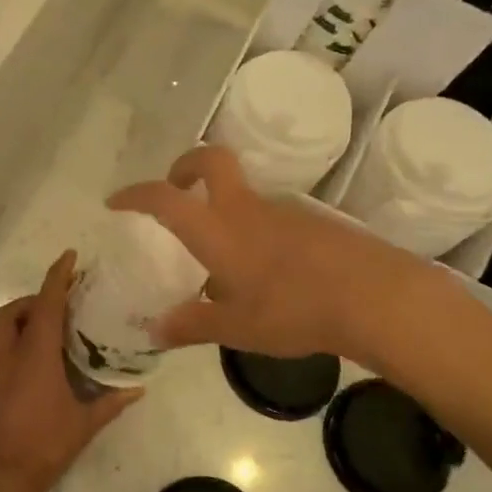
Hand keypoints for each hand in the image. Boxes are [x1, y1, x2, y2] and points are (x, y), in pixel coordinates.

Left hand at [0, 251, 141, 491]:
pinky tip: (19, 359)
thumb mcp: (84, 424)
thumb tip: (138, 389)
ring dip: (16, 320)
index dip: (57, 276)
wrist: (0, 477)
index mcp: (36, 354)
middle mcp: (6, 352)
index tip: (68, 257)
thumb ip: (111, 402)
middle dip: (34, 301)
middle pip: (15, 310)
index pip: (46, 303)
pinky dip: (3, 341)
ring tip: (37, 332)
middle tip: (56, 309)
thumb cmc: (46, 446)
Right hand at [108, 146, 480, 375]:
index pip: (164, 198)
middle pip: (211, 160)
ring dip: (223, 205)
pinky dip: (254, 228)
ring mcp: (283, 210)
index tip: (116, 201)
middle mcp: (246, 208)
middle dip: (184, 165)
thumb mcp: (236, 328)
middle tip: (175, 188)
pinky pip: (270, 215)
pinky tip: (267, 271)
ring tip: (222, 256)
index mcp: (217, 229)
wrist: (376, 297)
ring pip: (243, 192)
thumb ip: (192, 325)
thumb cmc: (294, 310)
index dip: (135, 195)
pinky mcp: (312, 221)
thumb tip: (154, 331)